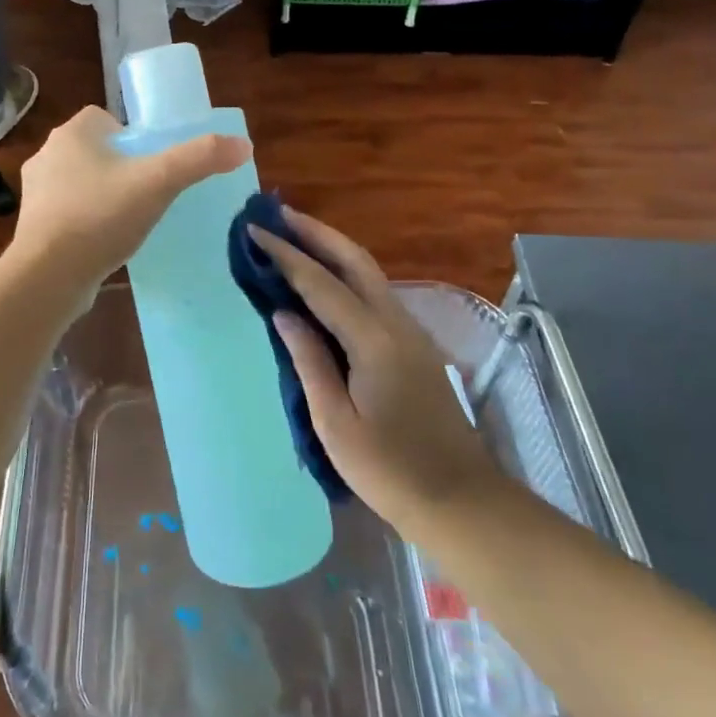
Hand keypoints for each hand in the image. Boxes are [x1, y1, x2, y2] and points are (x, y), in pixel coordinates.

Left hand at [9, 106, 249, 294]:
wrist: (48, 276)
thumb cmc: (100, 216)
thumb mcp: (158, 182)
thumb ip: (199, 159)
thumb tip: (243, 145)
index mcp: (71, 133)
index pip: (104, 118)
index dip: (131, 136)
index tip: (152, 162)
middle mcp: (46, 156)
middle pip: (93, 151)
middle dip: (119, 167)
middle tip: (148, 192)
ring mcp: (35, 193)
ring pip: (78, 183)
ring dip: (101, 196)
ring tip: (128, 220)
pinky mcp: (32, 227)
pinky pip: (67, 215)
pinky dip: (86, 224)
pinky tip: (105, 244)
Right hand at [250, 208, 501, 534]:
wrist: (461, 501)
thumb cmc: (391, 471)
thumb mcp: (336, 424)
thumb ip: (309, 361)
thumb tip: (283, 313)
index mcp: (373, 340)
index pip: (320, 283)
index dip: (285, 255)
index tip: (254, 230)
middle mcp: (395, 323)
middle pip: (354, 260)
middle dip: (316, 232)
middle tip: (278, 214)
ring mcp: (410, 332)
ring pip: (368, 272)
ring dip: (332, 248)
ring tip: (296, 236)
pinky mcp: (413, 345)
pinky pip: (374, 293)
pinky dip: (345, 273)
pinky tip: (325, 282)